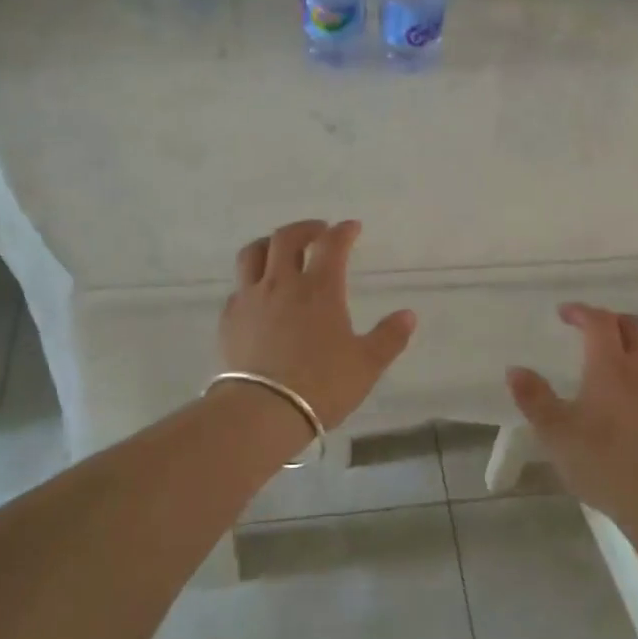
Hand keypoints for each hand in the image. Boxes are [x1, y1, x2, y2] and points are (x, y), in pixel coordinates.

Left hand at [219, 219, 416, 432]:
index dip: (343, 232)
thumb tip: (408, 315)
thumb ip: (389, 337)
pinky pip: (238, 287)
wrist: (263, 411)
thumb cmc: (322, 385)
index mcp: (319, 289)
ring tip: (280, 250)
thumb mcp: (367, 364)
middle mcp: (282, 284)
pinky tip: (259, 295)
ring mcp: (250, 299)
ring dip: (269, 244)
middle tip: (318, 232)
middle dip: (305, 228)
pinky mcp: (229, 319)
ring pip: (253, 254)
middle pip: (286, 238)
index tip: (352, 228)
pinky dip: (251, 281)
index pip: (332, 245)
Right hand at [506, 304, 637, 522]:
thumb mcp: (555, 433)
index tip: (565, 314)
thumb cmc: (602, 463)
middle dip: (609, 320)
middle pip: (632, 325)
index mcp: (609, 365)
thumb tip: (515, 370)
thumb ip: (534, 398)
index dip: (581, 311)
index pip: (599, 321)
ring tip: (625, 350)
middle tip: (591, 331)